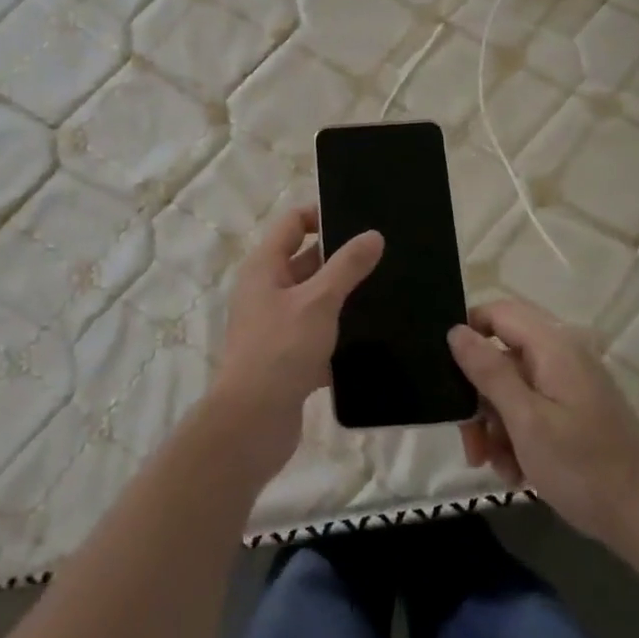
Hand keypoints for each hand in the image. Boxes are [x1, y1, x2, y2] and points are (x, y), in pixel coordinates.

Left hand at [209, 207, 383, 478]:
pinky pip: (317, 335)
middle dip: (340, 258)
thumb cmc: (280, 350)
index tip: (360, 219)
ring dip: (343, 297)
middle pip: (305, 260)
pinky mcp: (287, 357)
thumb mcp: (318, 301)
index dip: (322, 215)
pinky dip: (339, 334)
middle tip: (384, 255)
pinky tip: (373, 337)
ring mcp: (275, 325)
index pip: (292, 223)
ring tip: (387, 291)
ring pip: (314, 300)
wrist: (252, 423)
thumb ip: (347, 266)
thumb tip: (373, 235)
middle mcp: (265, 290)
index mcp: (264, 267)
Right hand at [449, 300, 638, 550]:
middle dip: (479, 398)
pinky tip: (516, 473)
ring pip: (512, 389)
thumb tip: (456, 330)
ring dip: (495, 426)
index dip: (468, 333)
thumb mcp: (526, 420)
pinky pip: (532, 411)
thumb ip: (489, 371)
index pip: (497, 312)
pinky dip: (518, 437)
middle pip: (501, 357)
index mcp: (552, 347)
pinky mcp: (575, 413)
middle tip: (471, 443)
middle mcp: (561, 357)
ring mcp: (570, 386)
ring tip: (496, 467)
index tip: (447, 374)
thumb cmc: (583, 467)